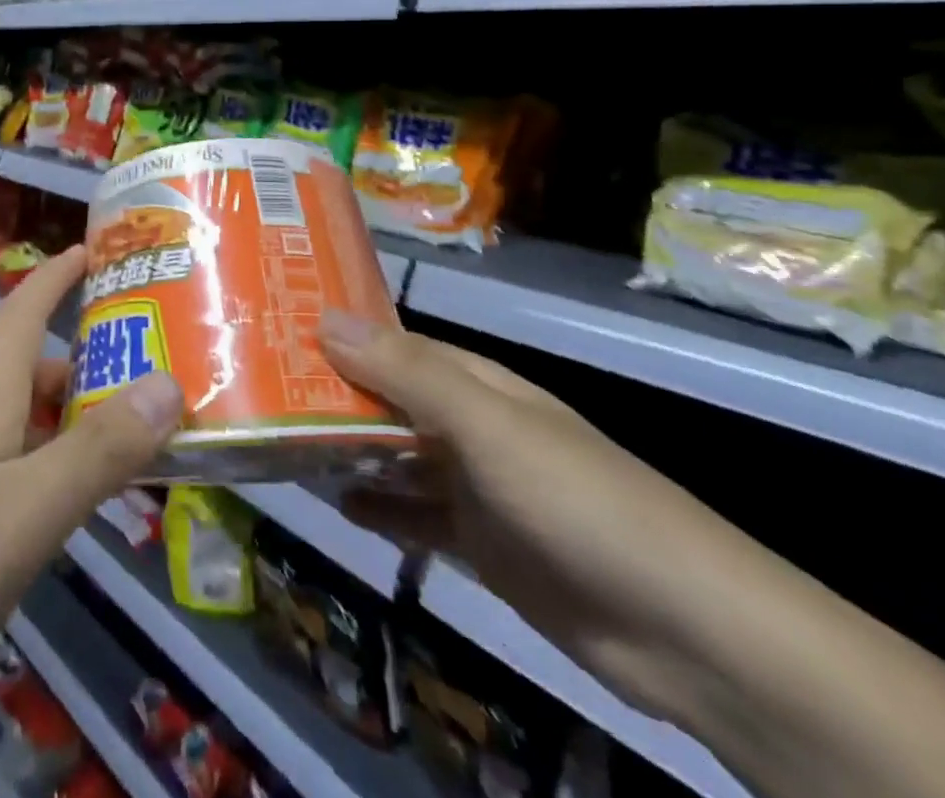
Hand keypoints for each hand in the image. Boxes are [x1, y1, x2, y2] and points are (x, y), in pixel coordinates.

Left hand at [0, 250, 182, 797]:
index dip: (58, 274)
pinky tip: (46, 522)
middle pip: (29, 374)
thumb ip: (98, 452)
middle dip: (87, 368)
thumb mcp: (24, 513)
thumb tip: (170, 382)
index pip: (23, 310)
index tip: (95, 247)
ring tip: (117, 459)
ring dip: (66, 428)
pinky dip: (36, 475)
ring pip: (14, 429)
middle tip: (149, 387)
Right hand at [317, 307, 755, 725]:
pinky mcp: (481, 545)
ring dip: (348, 450)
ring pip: (396, 456)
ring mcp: (476, 487)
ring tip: (283, 442)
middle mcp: (470, 425)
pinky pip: (415, 516)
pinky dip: (379, 508)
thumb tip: (323, 315)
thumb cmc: (575, 499)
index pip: (393, 344)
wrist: (684, 629)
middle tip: (260, 389)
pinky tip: (339, 504)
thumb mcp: (485, 424)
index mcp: (475, 383)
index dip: (339, 335)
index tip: (276, 332)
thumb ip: (404, 372)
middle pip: (389, 399)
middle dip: (332, 394)